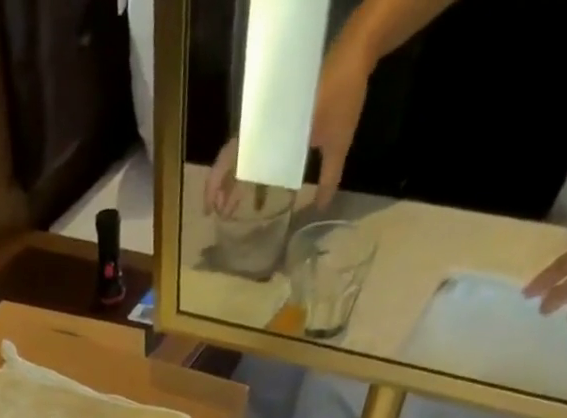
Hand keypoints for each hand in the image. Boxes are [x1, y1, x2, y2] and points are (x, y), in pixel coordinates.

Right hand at [203, 52, 368, 216]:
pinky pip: (258, 148)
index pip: (232, 160)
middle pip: (232, 159)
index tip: (211, 210)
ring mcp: (270, 121)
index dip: (216, 185)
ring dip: (236, 182)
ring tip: (233, 208)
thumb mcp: (338, 142)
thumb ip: (329, 177)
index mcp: (270, 131)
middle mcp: (264, 126)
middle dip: (221, 188)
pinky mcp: (279, 118)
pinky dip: (254, 170)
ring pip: (243, 155)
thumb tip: (321, 207)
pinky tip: (259, 190)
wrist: (354, 54)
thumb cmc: (343, 96)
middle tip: (218, 214)